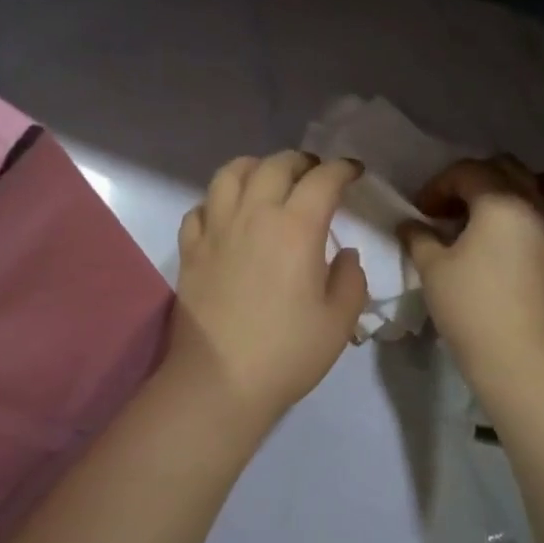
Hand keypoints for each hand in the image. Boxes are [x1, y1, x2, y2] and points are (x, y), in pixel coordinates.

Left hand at [168, 151, 368, 427]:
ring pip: (230, 174)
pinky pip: (200, 208)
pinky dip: (217, 201)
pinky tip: (227, 215)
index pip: (322, 180)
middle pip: (275, 165)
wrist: (220, 381)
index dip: (342, 169)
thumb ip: (351, 279)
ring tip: (268, 180)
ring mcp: (216, 230)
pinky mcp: (190, 250)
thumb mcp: (339, 320)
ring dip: (255, 167)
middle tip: (315, 173)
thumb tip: (344, 254)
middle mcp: (253, 215)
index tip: (354, 172)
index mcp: (296, 228)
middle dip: (301, 161)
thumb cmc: (288, 352)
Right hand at [402, 156, 543, 375]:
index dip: (438, 185)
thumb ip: (419, 238)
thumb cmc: (470, 307)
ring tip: (513, 205)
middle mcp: (536, 205)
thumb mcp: (432, 269)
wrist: (518, 355)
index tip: (422, 212)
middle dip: (477, 179)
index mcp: (499, 201)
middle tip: (455, 209)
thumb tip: (408, 224)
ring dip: (534, 184)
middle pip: (509, 168)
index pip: (466, 172)